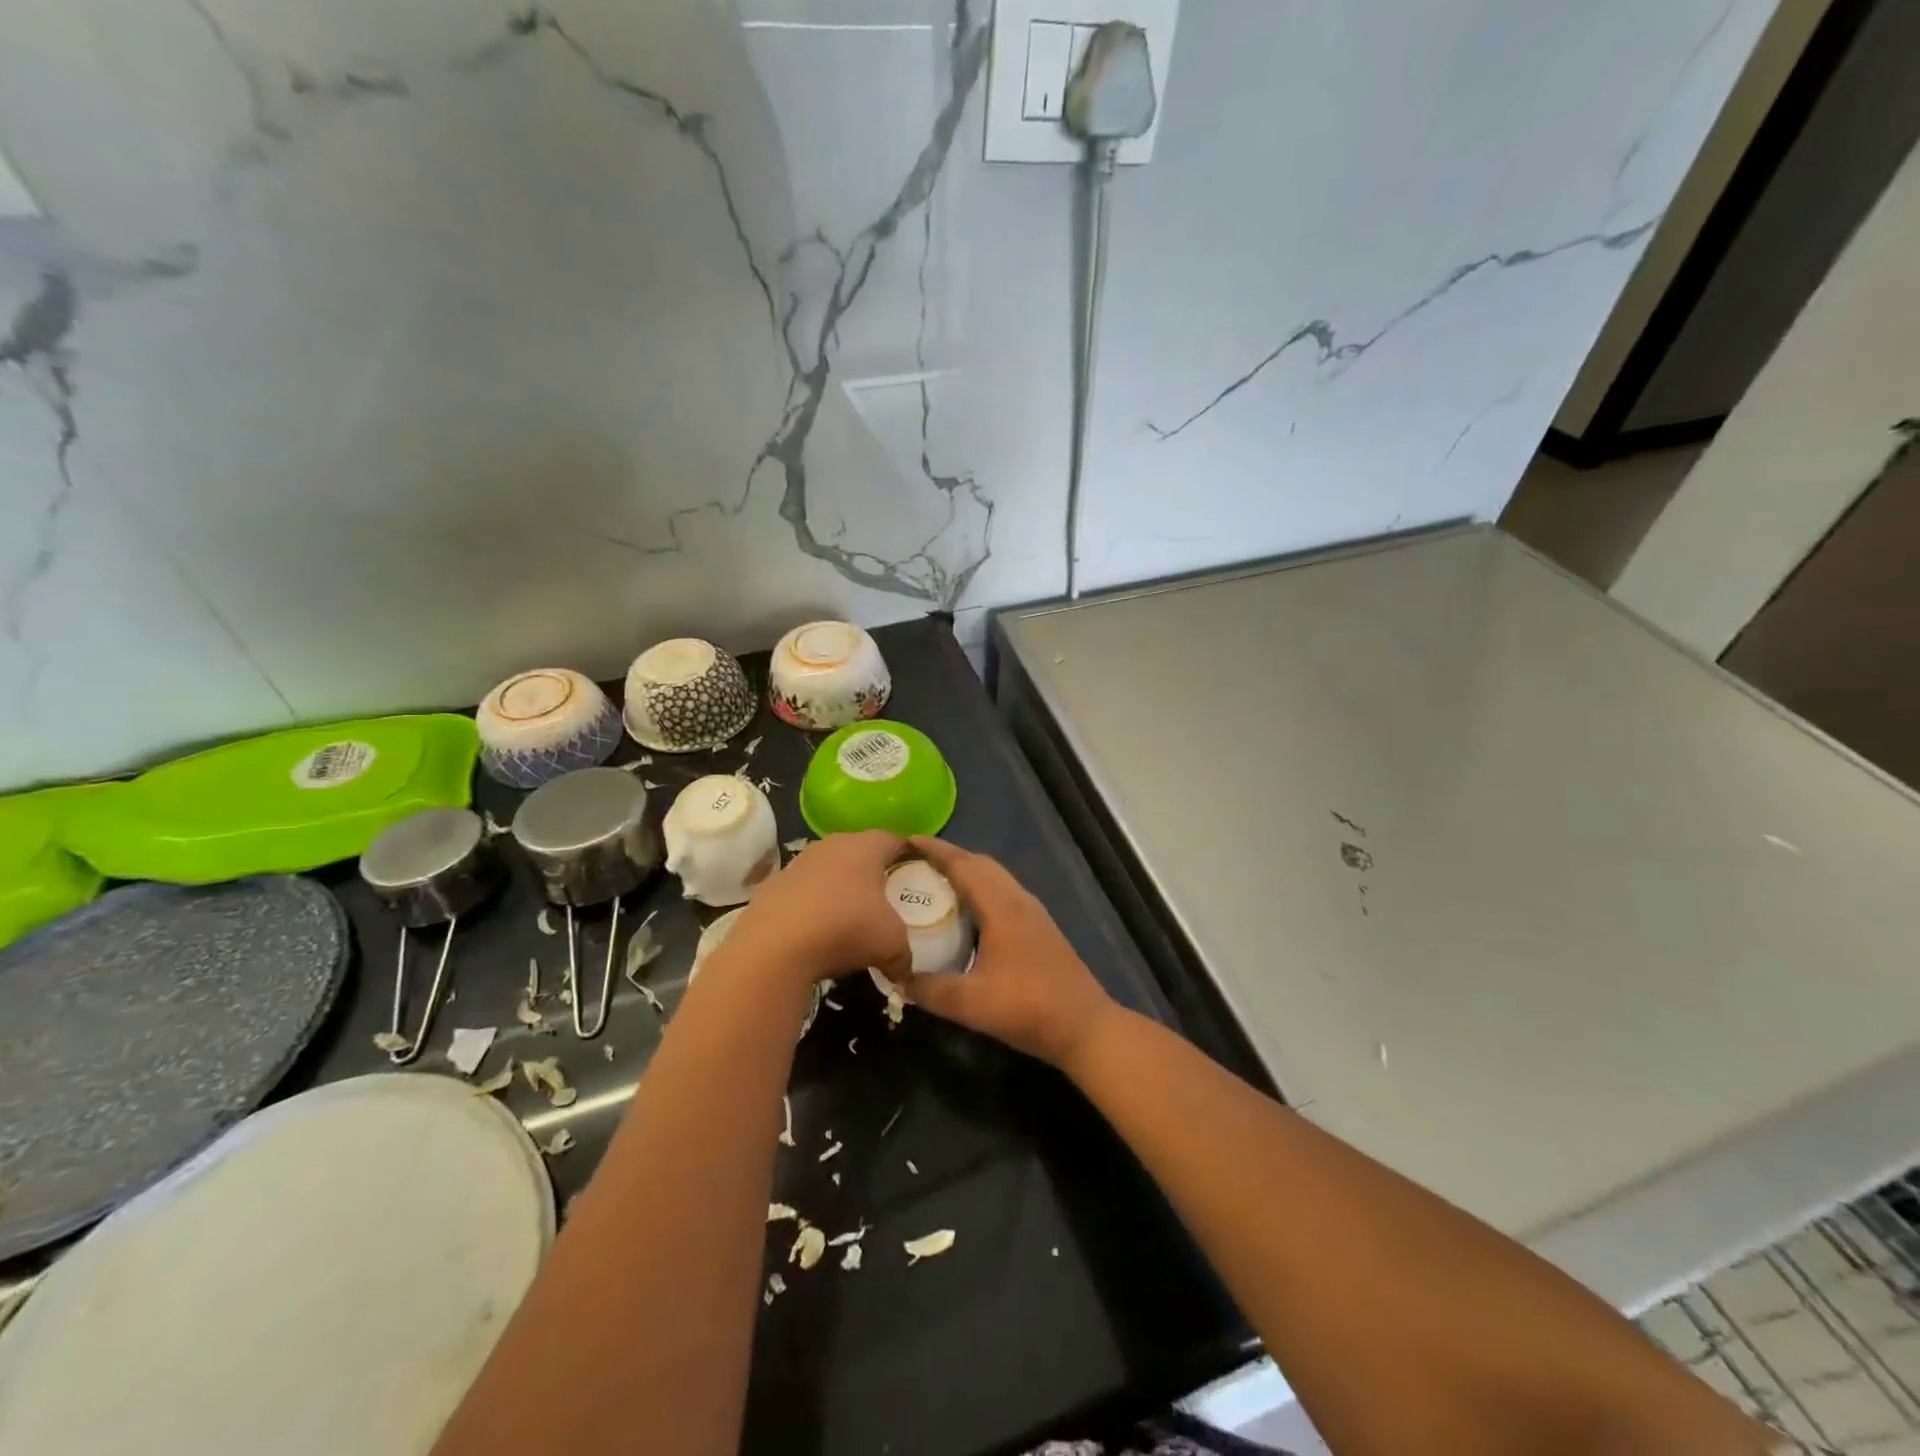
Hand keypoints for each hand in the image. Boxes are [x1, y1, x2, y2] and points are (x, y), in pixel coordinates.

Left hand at [720, 830, 911, 987]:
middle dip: (873, 872)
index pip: (894, 840)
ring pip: (829, 869)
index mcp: (865, 847)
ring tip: (849, 916)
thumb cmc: (845, 928)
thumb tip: (905, 970)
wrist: (773, 947)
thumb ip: (904, 954)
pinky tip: (816, 931)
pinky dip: (813, 905)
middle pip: (860, 851)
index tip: (916, 874)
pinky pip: (803, 891)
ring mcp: (798, 863)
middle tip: (886, 897)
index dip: (908, 855)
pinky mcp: (773, 885)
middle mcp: (831, 845)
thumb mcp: (891, 945)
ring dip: (840, 888)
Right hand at [897, 837, 1117, 1069]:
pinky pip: (1002, 893)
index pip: (963, 864)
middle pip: (980, 863)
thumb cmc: (1028, 1008)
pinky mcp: (1038, 927)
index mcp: (1002, 906)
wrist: (1084, 1026)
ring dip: (965, 872)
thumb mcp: (971, 1004)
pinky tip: (965, 913)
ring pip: (994, 878)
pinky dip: (979, 890)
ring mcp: (1032, 912)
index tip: (905, 841)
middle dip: (947, 857)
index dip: (934, 850)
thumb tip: (897, 979)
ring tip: (933, 883)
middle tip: (913, 863)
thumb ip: (930, 990)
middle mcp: (1018, 899)